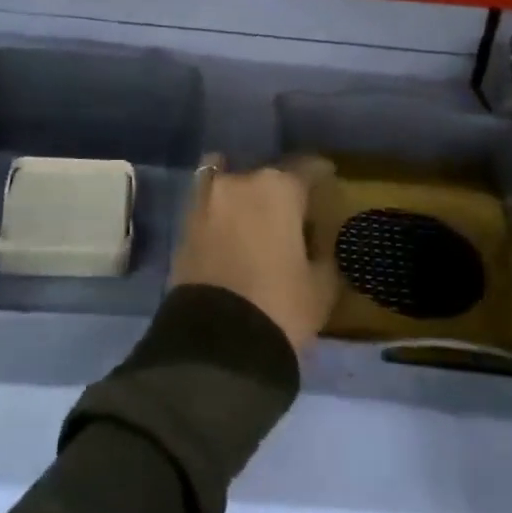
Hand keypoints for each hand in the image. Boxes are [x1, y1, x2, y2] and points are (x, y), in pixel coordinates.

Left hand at [171, 155, 339, 355]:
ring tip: (256, 219)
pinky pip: (209, 208)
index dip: (321, 174)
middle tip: (292, 211)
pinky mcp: (183, 227)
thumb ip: (323, 252)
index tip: (329, 179)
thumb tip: (317, 243)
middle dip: (279, 189)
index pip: (307, 168)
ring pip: (229, 184)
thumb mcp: (321, 284)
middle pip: (265, 175)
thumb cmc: (280, 306)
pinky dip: (221, 214)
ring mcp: (205, 202)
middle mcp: (238, 183)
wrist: (216, 344)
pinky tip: (233, 232)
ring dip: (243, 196)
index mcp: (278, 188)